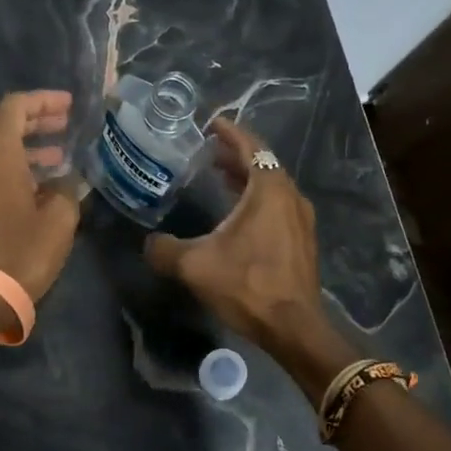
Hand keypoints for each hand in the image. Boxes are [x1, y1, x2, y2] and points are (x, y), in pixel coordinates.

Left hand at [0, 90, 82, 311]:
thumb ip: (67, 189)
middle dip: (35, 119)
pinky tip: (41, 186)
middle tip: (64, 124)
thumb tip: (66, 181)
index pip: (14, 107)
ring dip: (27, 146)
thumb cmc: (23, 251)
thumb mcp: (59, 219)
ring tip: (59, 155)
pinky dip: (16, 167)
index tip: (68, 106)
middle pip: (3, 125)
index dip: (42, 100)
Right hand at [145, 118, 329, 354]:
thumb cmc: (247, 285)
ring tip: (218, 177)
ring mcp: (300, 219)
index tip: (210, 124)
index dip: (229, 132)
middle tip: (206, 152)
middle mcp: (290, 196)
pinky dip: (256, 199)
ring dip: (245, 178)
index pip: (250, 146)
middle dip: (234, 155)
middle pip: (262, 163)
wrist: (293, 327)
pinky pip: (277, 206)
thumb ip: (165, 249)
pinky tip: (236, 215)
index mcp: (269, 189)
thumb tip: (149, 244)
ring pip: (270, 186)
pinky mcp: (301, 240)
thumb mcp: (195, 265)